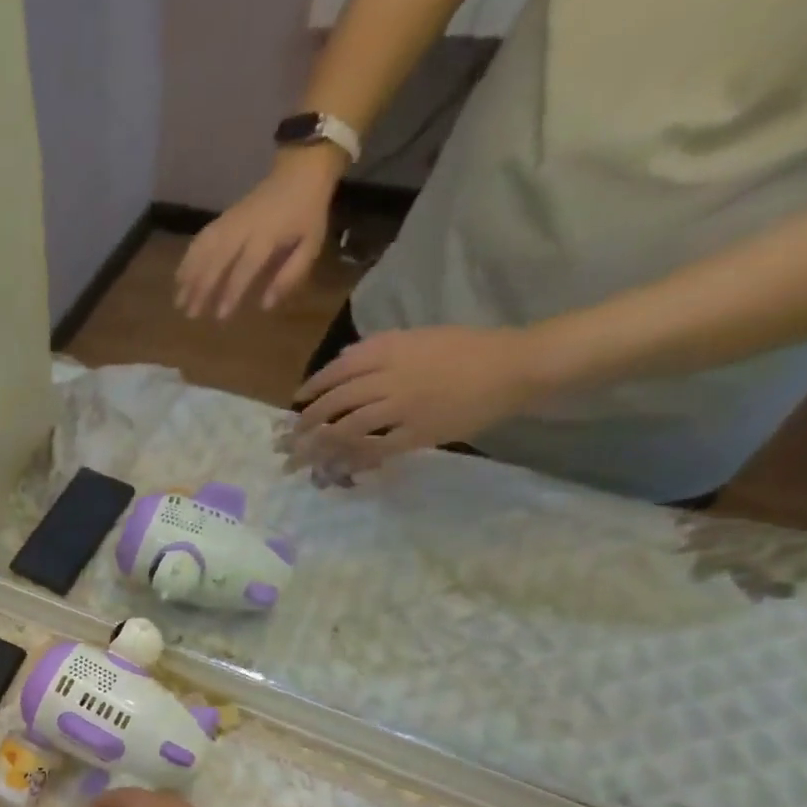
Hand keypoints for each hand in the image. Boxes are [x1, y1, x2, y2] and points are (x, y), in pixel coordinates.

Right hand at [176, 151, 341, 319]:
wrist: (301, 168)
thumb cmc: (308, 211)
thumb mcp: (311, 243)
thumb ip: (290, 274)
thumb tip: (266, 304)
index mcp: (268, 234)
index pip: (245, 267)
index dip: (232, 292)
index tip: (220, 316)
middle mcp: (244, 227)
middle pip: (217, 259)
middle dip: (202, 287)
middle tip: (190, 313)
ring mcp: (230, 220)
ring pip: (204, 248)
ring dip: (189, 274)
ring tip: (178, 298)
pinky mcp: (223, 217)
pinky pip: (202, 237)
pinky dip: (188, 256)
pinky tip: (180, 275)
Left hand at [287, 325, 545, 474]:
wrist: (516, 365)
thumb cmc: (470, 348)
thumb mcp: (420, 338)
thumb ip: (380, 349)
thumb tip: (342, 362)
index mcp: (390, 350)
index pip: (337, 370)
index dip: (312, 388)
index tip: (296, 402)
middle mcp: (388, 378)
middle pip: (334, 402)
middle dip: (306, 422)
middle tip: (290, 438)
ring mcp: (401, 407)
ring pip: (347, 428)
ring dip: (320, 446)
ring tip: (302, 458)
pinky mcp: (416, 433)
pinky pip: (375, 449)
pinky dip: (353, 460)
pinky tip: (337, 468)